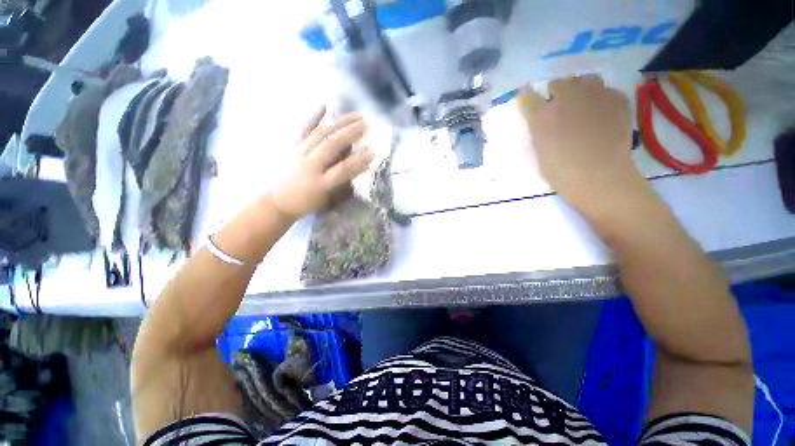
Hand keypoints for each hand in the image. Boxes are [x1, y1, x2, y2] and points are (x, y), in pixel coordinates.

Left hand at [271, 108, 374, 218]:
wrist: (279, 202)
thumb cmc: (308, 203)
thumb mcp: (328, 197)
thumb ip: (342, 181)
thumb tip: (357, 163)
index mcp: (320, 183)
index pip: (343, 169)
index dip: (359, 160)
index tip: (373, 151)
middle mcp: (309, 166)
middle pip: (331, 145)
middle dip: (350, 133)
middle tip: (366, 125)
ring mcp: (299, 154)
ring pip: (320, 134)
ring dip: (339, 123)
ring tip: (356, 116)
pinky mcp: (291, 147)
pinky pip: (303, 129)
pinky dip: (313, 117)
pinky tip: (324, 105)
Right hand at [519, 75, 645, 216]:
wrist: (600, 178)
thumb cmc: (562, 172)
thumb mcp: (539, 151)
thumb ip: (539, 130)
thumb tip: (542, 119)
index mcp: (542, 115)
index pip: (527, 96)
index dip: (528, 99)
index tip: (530, 104)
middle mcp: (567, 98)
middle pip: (557, 83)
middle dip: (556, 93)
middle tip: (559, 109)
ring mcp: (595, 96)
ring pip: (584, 79)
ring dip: (580, 90)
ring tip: (583, 106)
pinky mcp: (617, 99)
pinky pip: (606, 89)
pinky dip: (601, 97)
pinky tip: (602, 113)